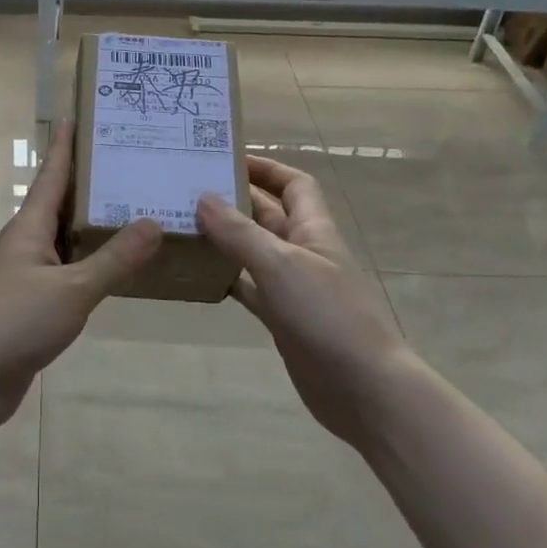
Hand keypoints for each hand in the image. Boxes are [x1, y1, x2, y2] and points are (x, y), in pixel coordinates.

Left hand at [0, 121, 161, 430]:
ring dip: (92, 223)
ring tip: (130, 208)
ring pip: (65, 238)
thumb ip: (114, 259)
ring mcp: (28, 273)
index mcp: (30, 228)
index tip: (77, 117)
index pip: (52, 176)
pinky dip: (90, 260)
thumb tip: (153, 222)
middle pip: (60, 202)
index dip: (65, 147)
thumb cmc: (16, 321)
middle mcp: (27, 243)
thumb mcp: (72, 289)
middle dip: (89, 182)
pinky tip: (115, 265)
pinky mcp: (33, 302)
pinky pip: (68, 269)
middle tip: (126, 162)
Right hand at [197, 157, 405, 446]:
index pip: (294, 184)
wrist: (363, 388)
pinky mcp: (282, 318)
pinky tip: (198, 275)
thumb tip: (203, 197)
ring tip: (183, 226)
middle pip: (268, 215)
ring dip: (225, 239)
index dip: (266, 168)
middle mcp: (303, 252)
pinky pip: (250, 288)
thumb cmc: (327, 315)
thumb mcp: (280, 264)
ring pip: (254, 251)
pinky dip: (227, 279)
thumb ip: (240, 232)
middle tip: (188, 190)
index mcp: (313, 229)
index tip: (226, 159)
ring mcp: (293, 287)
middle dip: (235, 200)